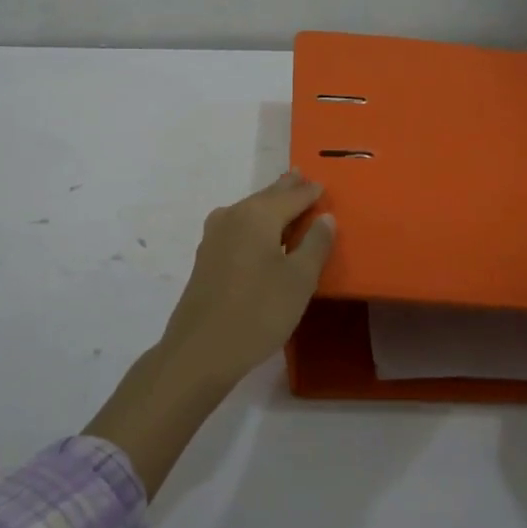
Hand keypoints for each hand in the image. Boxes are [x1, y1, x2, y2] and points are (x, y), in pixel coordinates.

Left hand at [156, 169, 336, 391]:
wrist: (201, 350)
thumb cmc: (259, 311)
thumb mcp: (299, 280)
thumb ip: (316, 244)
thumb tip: (325, 217)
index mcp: (258, 214)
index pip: (292, 195)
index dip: (310, 192)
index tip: (323, 185)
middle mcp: (233, 216)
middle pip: (267, 197)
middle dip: (286, 189)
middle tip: (302, 177)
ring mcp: (214, 236)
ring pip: (249, 211)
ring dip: (269, 206)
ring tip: (286, 204)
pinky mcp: (206, 258)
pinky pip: (238, 228)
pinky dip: (255, 225)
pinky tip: (260, 237)